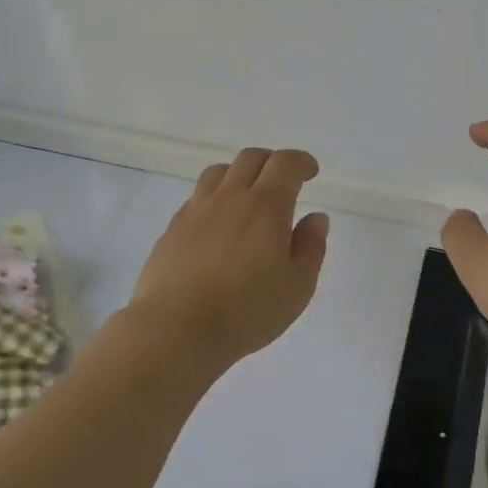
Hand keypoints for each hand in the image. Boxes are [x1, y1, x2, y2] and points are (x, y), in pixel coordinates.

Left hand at [128, 147, 329, 367]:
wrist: (176, 329)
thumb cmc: (246, 312)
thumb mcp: (297, 287)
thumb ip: (310, 248)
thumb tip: (315, 218)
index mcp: (265, 207)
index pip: (285, 164)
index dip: (301, 162)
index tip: (310, 172)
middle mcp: (229, 198)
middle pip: (250, 158)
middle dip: (272, 162)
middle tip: (283, 182)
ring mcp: (196, 211)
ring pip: (218, 172)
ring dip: (239, 174)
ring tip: (248, 197)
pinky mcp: (172, 229)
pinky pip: (197, 197)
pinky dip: (214, 198)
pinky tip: (218, 224)